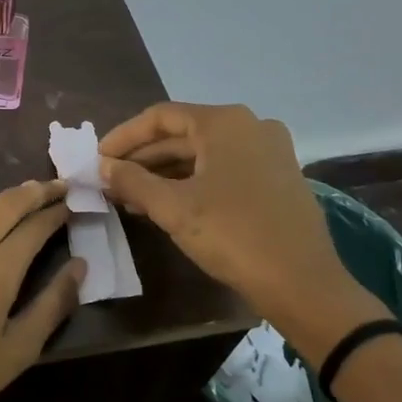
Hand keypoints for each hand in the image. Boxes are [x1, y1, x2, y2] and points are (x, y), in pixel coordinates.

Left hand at [0, 181, 82, 401]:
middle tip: (58, 186)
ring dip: (2, 197)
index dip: (57, 212)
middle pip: (6, 205)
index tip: (74, 203)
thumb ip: (53, 303)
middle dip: (35, 192)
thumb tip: (80, 265)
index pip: (34, 227)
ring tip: (23, 196)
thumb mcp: (19, 350)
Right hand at [98, 102, 385, 362]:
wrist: (304, 285)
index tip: (98, 158)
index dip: (124, 136)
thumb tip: (103, 166)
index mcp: (225, 122)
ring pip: (202, 154)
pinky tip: (167, 204)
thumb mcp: (172, 207)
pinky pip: (223, 169)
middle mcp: (250, 126)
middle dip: (143, 158)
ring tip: (131, 196)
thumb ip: (132, 180)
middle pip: (182, 134)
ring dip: (164, 173)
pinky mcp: (278, 178)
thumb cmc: (233, 235)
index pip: (160, 116)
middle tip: (110, 180)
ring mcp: (269, 152)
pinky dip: (192, 182)